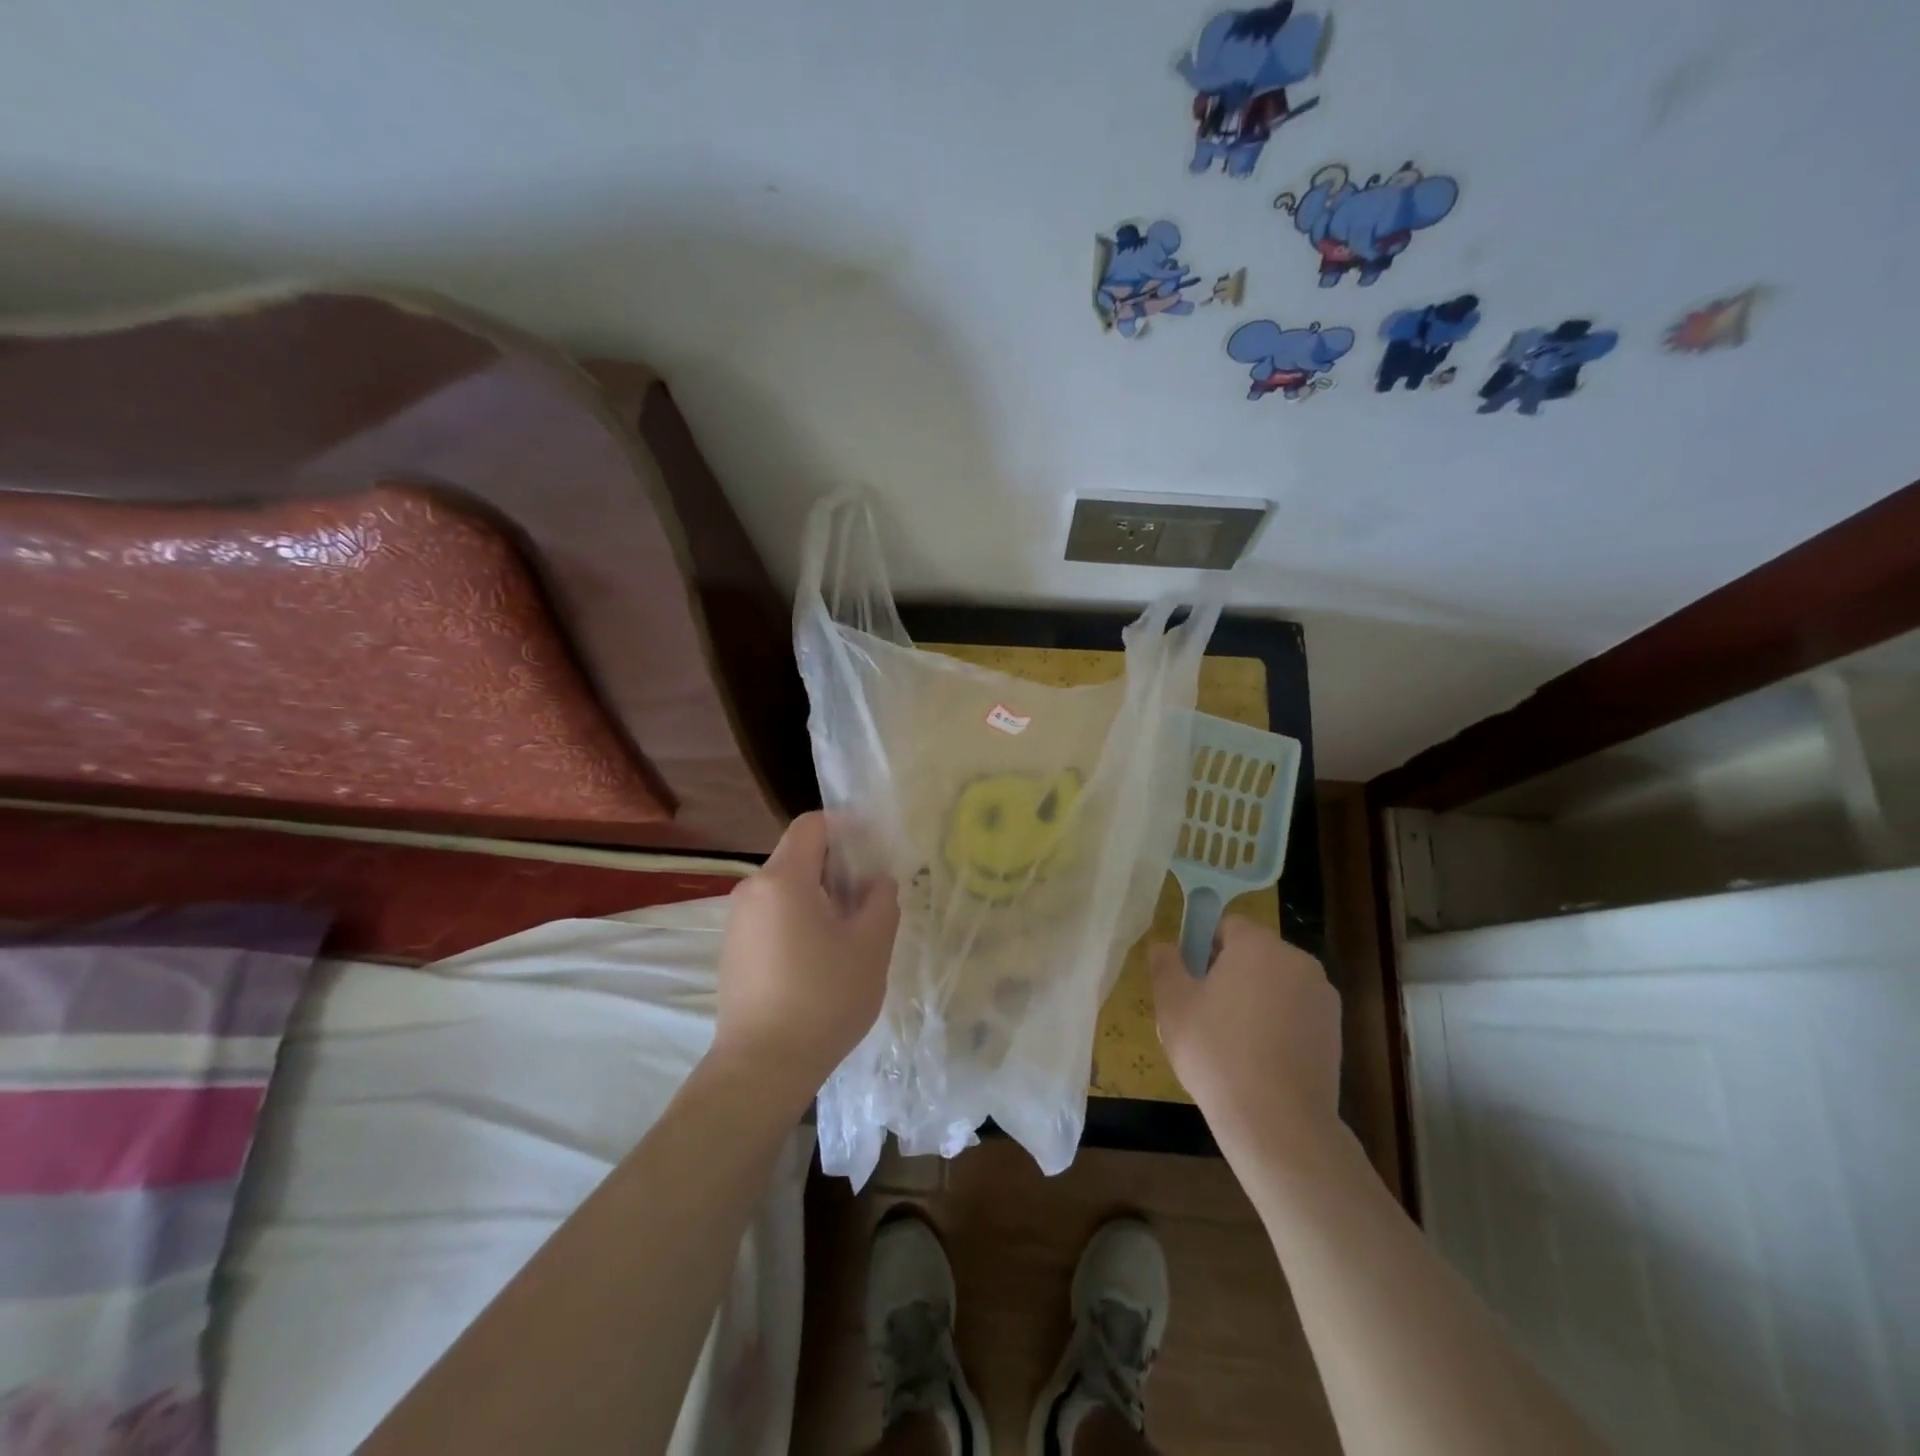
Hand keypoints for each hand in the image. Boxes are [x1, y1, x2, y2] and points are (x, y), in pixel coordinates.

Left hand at [713, 812, 898, 1107]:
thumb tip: (876, 881)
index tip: (873, 852)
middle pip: (799, 856)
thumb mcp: (871, 947)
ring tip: (849, 933)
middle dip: (837, 868)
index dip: (846, 828)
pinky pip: (771, 915)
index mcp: (784, 879)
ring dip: (819, 896)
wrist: (762, 1068)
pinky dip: (798, 919)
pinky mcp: (733, 950)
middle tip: (869, 899)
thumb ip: (881, 900)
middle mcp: (752, 890)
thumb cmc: (823, 999)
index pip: (812, 825)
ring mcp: (737, 921)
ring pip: (786, 888)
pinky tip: (819, 959)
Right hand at [1150, 916, 1340, 1154]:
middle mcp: (1297, 960)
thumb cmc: (1216, 1051)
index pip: (1227, 925)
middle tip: (1205, 1011)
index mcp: (1258, 945)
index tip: (1190, 980)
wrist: (1278, 1121)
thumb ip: (1165, 963)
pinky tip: (1260, 1059)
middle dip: (1230, 973)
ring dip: (1256, 999)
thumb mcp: (1172, 1003)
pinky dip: (1278, 1024)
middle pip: (1255, 953)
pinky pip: (1296, 1012)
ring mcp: (1322, 996)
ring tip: (1232, 1041)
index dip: (1204, 947)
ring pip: (1276, 984)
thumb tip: (1164, 945)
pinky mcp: (1335, 1031)